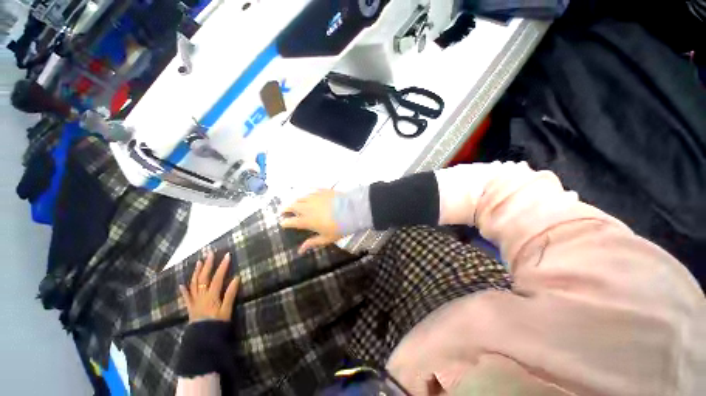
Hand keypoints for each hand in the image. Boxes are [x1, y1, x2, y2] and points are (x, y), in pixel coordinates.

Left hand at [179, 251, 239, 322]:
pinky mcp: (190, 307)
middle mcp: (201, 296)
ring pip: (194, 283)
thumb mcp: (227, 310)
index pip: (217, 277)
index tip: (227, 255)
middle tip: (210, 253)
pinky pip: (186, 297)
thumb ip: (230, 294)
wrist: (202, 340)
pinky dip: (184, 289)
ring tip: (199, 262)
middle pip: (203, 277)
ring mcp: (194, 301)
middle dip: (207, 264)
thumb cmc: (217, 324)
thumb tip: (236, 278)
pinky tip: (182, 284)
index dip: (222, 266)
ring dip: (196, 272)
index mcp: (211, 296)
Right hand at [280, 190, 341, 254]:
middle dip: (284, 209)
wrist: (352, 211)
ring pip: (298, 197)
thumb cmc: (340, 227)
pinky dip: (304, 192)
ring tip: (291, 202)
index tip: (283, 223)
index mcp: (307, 221)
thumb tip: (300, 251)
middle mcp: (307, 208)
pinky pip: (308, 190)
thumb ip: (312, 243)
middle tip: (282, 211)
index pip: (290, 222)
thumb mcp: (326, 238)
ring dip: (293, 200)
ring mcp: (313, 198)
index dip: (285, 223)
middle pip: (291, 206)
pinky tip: (303, 193)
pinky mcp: (321, 191)